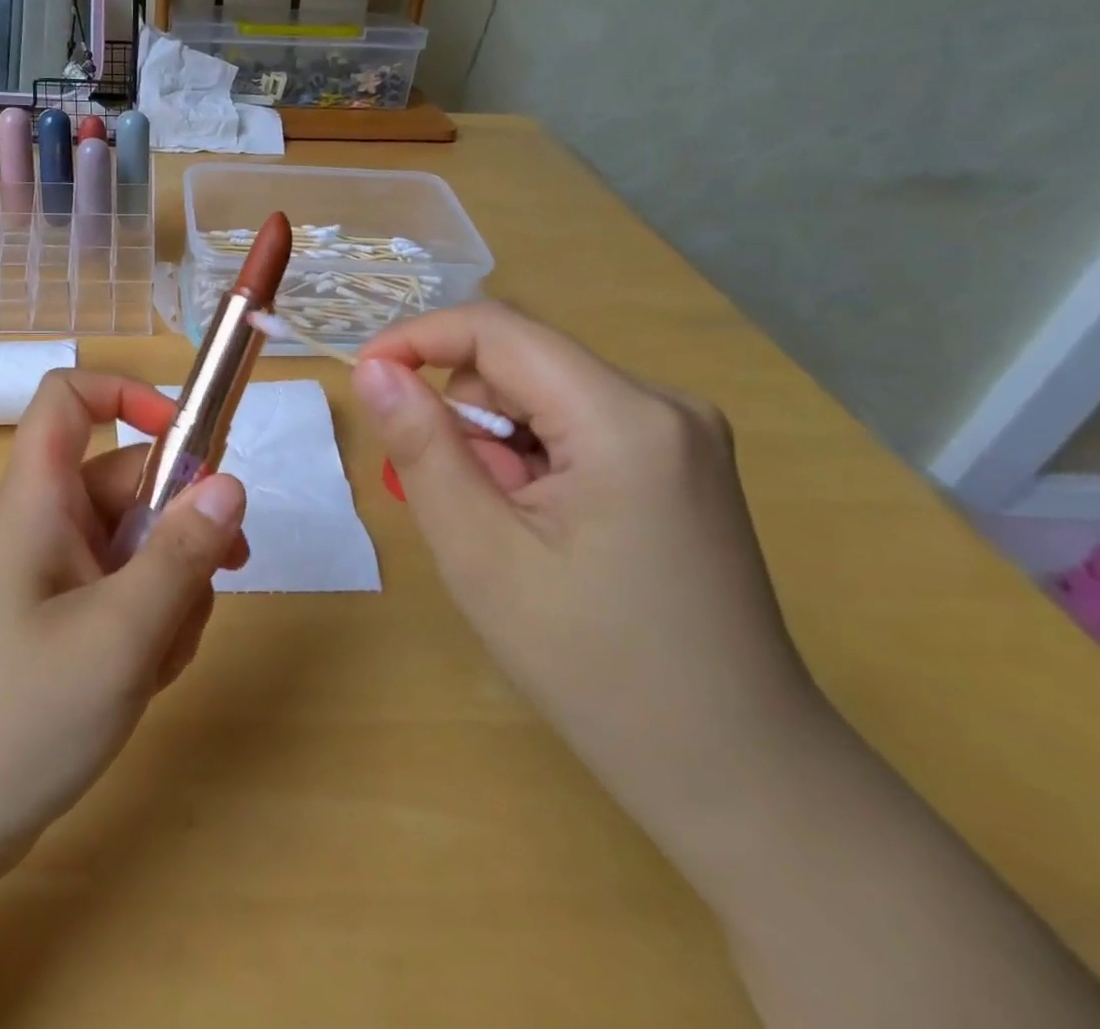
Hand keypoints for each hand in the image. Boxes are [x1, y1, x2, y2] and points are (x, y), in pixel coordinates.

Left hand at [0, 369, 248, 885]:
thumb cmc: (14, 718)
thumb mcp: (117, 635)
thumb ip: (180, 555)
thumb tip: (230, 483)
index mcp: (40, 501)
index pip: (69, 399)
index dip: (126, 394)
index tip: (189, 439)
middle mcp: (47, 527)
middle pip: (128, 484)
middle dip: (182, 524)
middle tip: (226, 573)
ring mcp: (55, 580)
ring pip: (136, 549)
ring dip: (172, 590)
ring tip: (164, 656)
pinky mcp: (61, 627)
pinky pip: (123, 599)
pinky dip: (149, 627)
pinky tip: (146, 680)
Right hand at [352, 302, 827, 827]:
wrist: (735, 770)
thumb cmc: (596, 667)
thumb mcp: (481, 554)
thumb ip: (422, 448)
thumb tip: (374, 371)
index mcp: (625, 418)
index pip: (497, 329)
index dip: (417, 339)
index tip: (364, 381)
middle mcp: (664, 402)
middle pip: (521, 362)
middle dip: (463, 414)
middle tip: (458, 501)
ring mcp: (680, 431)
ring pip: (542, 392)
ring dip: (495, 441)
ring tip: (505, 526)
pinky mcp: (678, 460)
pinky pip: (573, 423)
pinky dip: (530, 457)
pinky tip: (541, 525)